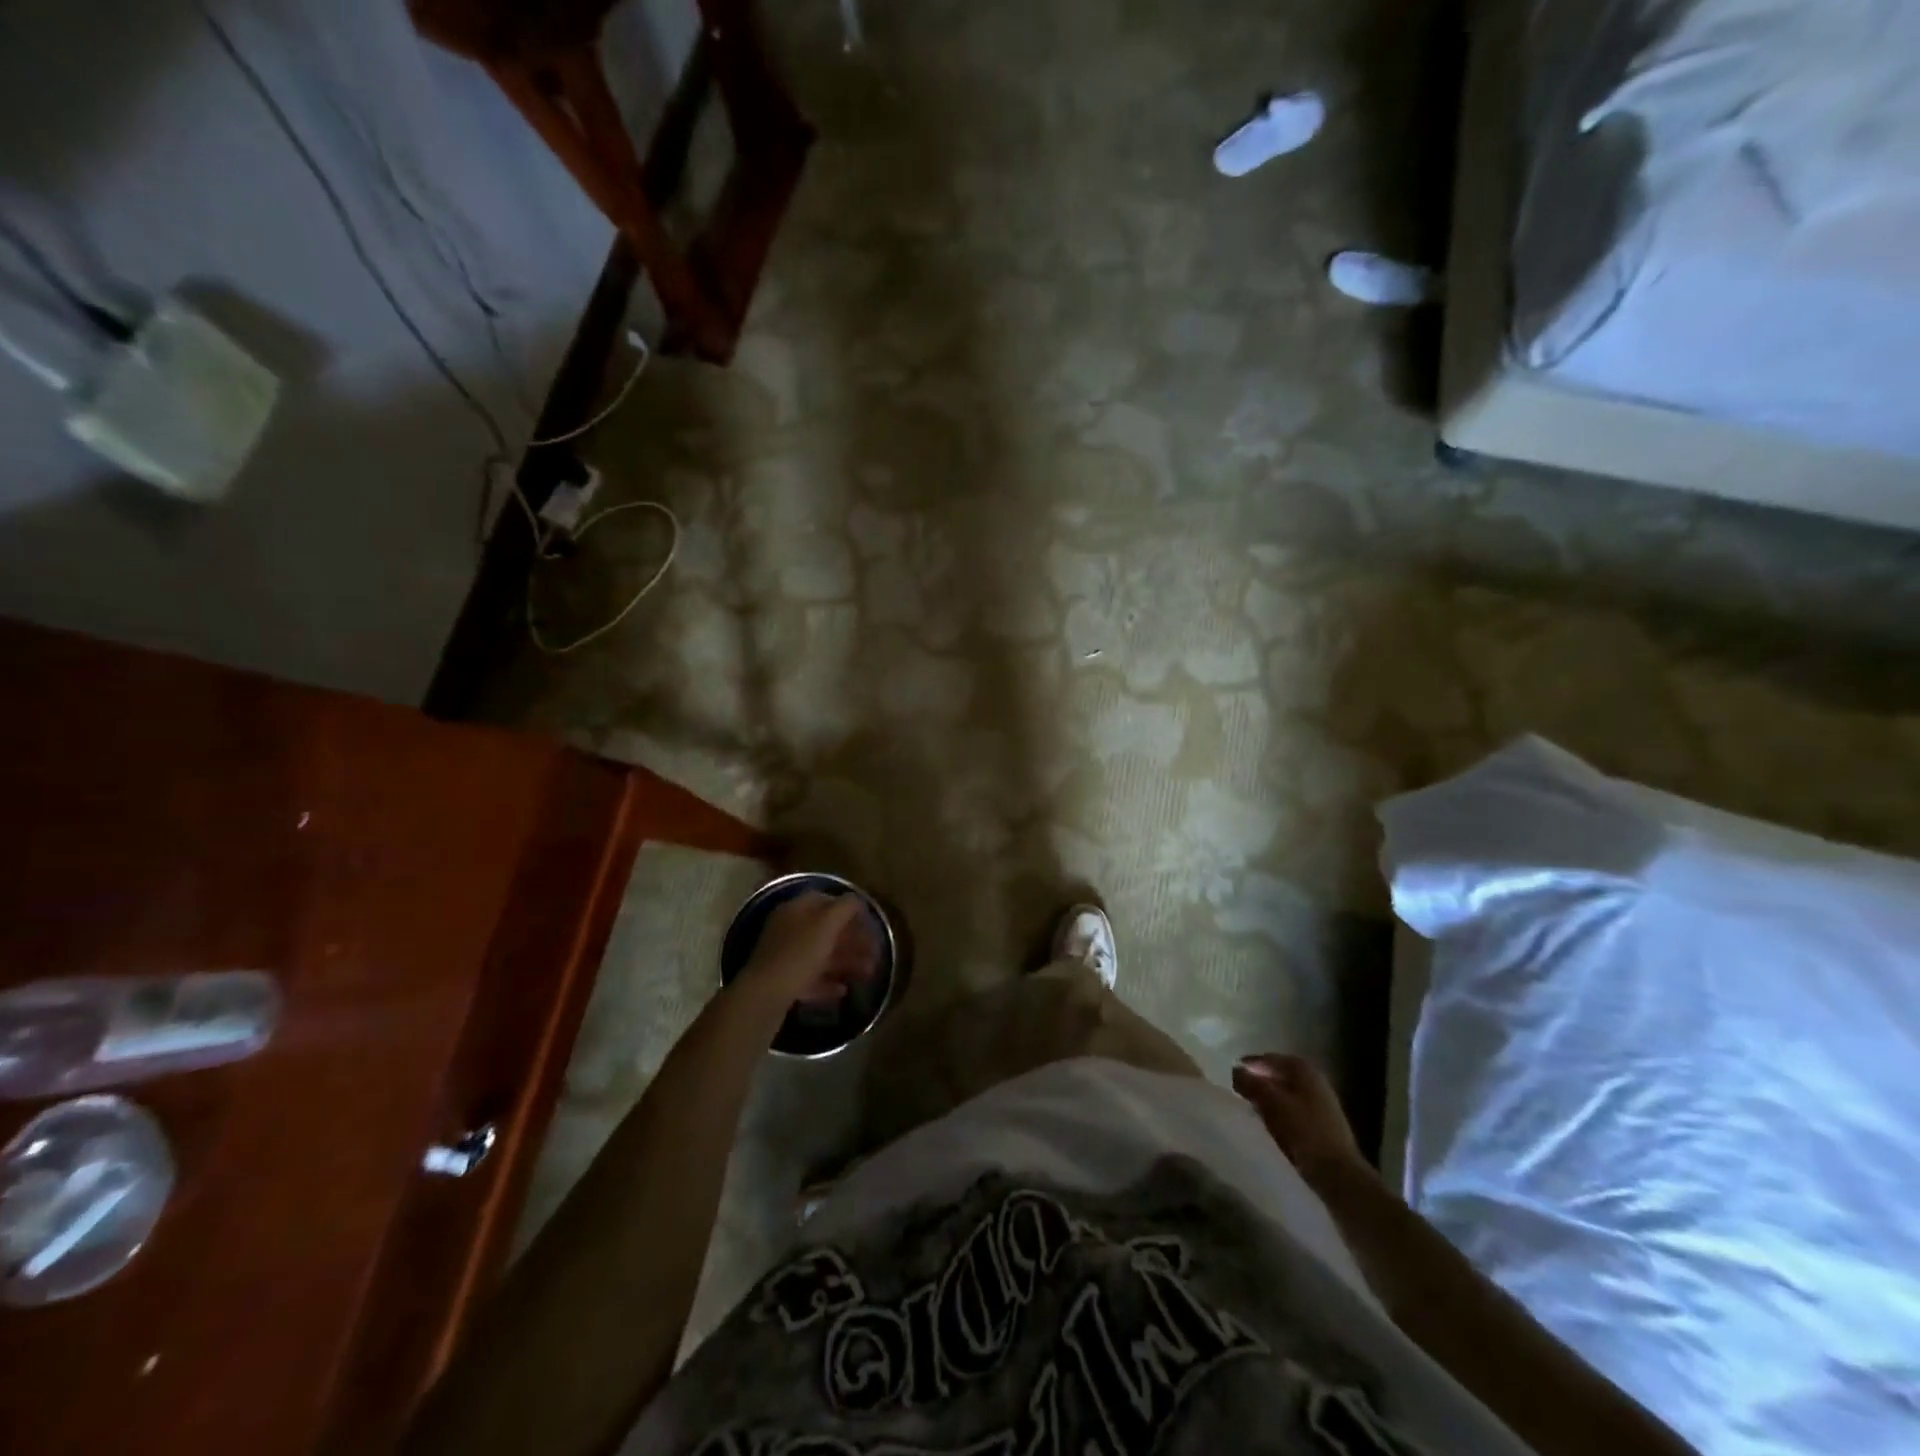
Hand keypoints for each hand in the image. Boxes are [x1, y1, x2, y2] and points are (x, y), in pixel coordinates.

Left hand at [742, 892, 880, 1007]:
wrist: (764, 996)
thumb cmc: (799, 954)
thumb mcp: (827, 924)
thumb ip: (845, 908)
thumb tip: (857, 900)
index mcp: (796, 910)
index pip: (826, 900)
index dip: (850, 909)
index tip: (869, 922)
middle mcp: (788, 929)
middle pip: (826, 930)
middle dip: (853, 941)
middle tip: (876, 953)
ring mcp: (784, 956)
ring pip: (821, 955)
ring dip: (846, 962)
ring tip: (868, 973)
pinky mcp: (782, 982)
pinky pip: (810, 979)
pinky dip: (828, 983)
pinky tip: (843, 990)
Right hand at [1232, 1054, 1369, 1187]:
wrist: (1338, 1173)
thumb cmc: (1303, 1131)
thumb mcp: (1271, 1103)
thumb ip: (1251, 1083)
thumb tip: (1236, 1070)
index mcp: (1303, 1069)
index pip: (1269, 1059)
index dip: (1249, 1065)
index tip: (1231, 1075)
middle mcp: (1315, 1080)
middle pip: (1279, 1074)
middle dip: (1259, 1081)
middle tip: (1238, 1090)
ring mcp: (1321, 1102)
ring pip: (1286, 1092)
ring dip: (1268, 1097)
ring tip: (1250, 1107)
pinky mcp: (1323, 1123)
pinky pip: (1294, 1109)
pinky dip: (1279, 1111)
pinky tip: (1269, 1122)